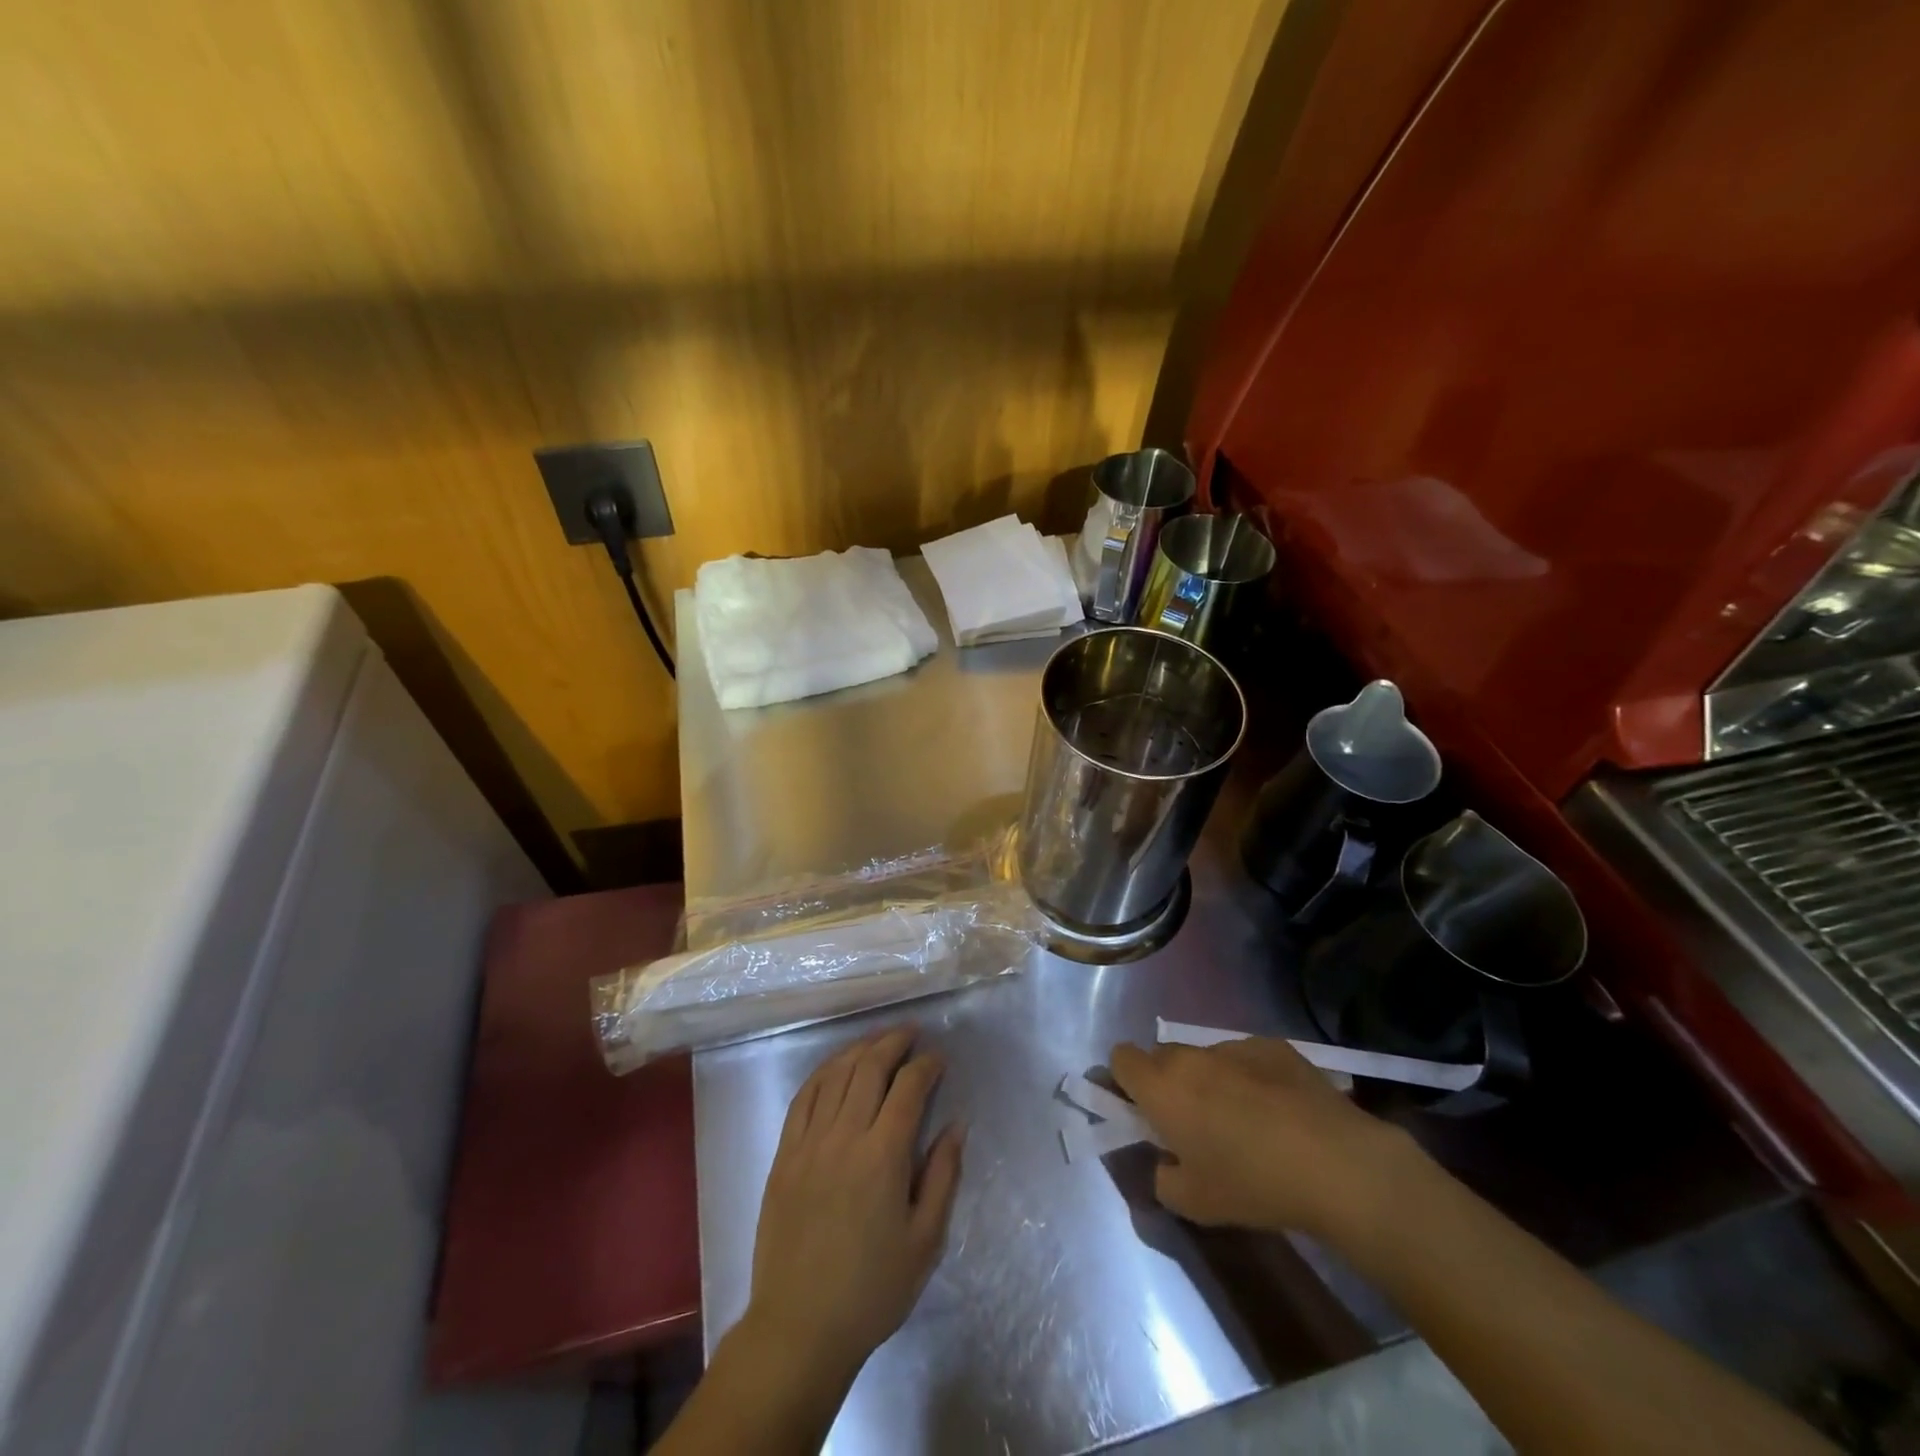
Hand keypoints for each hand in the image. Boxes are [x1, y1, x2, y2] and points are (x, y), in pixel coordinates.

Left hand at [742, 1027, 964, 1390]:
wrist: (799, 1328)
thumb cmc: (872, 1289)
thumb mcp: (925, 1241)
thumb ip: (943, 1176)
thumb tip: (957, 1125)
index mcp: (883, 1157)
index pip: (908, 1088)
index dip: (926, 1065)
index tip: (938, 1058)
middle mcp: (844, 1137)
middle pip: (869, 1068)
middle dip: (893, 1042)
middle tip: (911, 1032)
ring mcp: (808, 1143)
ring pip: (835, 1075)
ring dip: (860, 1049)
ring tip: (878, 1039)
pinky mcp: (784, 1155)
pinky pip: (803, 1097)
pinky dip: (823, 1072)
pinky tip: (836, 1066)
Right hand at [1109, 1035, 1423, 1244]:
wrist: (1335, 1163)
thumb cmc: (1252, 1183)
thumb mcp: (1195, 1204)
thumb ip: (1163, 1180)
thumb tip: (1166, 1164)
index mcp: (1161, 1087)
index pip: (1120, 1058)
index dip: (1124, 1081)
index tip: (1141, 1110)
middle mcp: (1190, 1056)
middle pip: (1162, 1057)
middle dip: (1168, 1083)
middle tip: (1192, 1123)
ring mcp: (1233, 1046)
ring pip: (1206, 1057)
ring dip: (1210, 1081)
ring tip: (1245, 1121)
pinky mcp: (1273, 1047)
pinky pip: (1246, 1058)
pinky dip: (1251, 1078)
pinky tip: (1280, 1112)